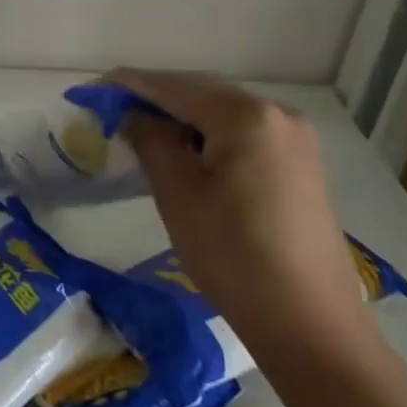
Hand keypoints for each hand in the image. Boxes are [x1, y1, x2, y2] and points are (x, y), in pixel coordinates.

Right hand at [108, 70, 374, 364]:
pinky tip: (189, 154)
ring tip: (146, 131)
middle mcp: (278, 114)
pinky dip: (211, 135)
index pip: (176, 88)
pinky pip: (246, 134)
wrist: (309, 322)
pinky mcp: (302, 165)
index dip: (133, 84)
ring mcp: (296, 140)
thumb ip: (151, 141)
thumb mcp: (177, 193)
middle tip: (117, 109)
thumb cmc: (233, 253)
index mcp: (246, 115)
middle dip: (159, 97)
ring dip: (185, 117)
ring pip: (226, 113)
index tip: (98, 86)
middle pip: (205, 93)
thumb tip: (135, 115)